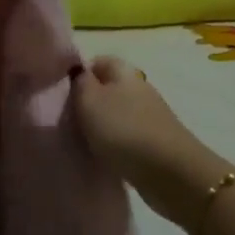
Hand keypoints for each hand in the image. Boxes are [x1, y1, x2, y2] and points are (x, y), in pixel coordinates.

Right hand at [74, 56, 232, 233]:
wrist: (170, 173)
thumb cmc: (123, 130)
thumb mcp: (89, 101)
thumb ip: (79, 82)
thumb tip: (78, 71)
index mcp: (124, 71)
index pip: (97, 61)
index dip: (79, 75)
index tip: (64, 96)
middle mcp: (139, 87)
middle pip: (108, 88)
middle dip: (89, 103)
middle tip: (69, 121)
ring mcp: (150, 115)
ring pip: (118, 113)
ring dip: (102, 126)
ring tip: (84, 142)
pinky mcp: (156, 141)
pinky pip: (128, 136)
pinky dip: (116, 145)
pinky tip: (105, 157)